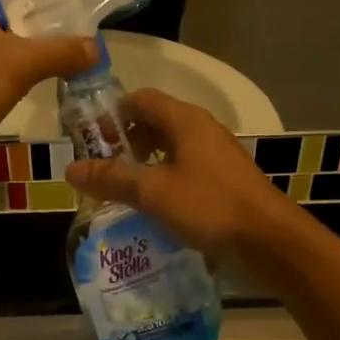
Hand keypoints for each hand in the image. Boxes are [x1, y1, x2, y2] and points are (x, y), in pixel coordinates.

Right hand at [64, 90, 300, 263]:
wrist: (269, 240)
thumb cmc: (209, 206)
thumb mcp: (153, 192)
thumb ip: (112, 178)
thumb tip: (70, 168)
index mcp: (186, 120)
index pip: (141, 99)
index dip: (112, 114)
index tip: (90, 140)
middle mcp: (203, 130)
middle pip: (156, 122)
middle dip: (126, 141)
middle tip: (101, 167)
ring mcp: (217, 156)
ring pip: (172, 148)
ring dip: (145, 163)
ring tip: (122, 188)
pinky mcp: (225, 181)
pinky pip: (187, 170)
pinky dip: (165, 180)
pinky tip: (153, 206)